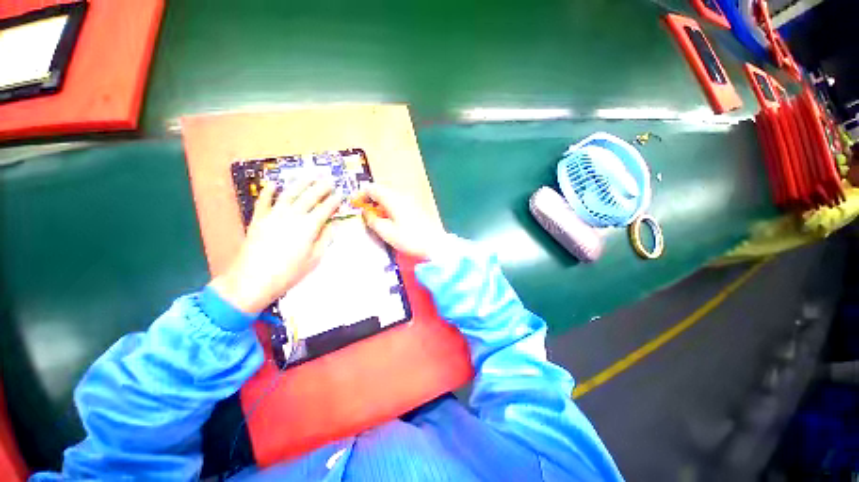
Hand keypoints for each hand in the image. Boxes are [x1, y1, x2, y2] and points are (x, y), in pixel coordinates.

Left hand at [210, 178, 341, 313]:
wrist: (253, 280)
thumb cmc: (289, 273)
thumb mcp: (314, 259)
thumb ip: (325, 239)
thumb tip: (332, 225)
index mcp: (309, 227)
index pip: (325, 208)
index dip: (334, 200)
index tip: (340, 194)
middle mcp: (293, 216)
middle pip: (310, 197)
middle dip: (321, 187)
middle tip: (329, 180)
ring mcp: (273, 215)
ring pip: (289, 194)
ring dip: (301, 183)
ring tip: (309, 176)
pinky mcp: (258, 218)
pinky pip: (264, 201)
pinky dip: (268, 191)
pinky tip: (274, 184)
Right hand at [358, 185, 446, 259]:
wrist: (435, 244)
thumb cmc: (409, 239)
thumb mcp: (386, 232)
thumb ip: (372, 220)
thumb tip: (365, 212)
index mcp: (392, 199)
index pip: (372, 188)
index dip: (360, 194)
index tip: (354, 205)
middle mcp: (401, 195)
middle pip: (381, 190)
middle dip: (370, 199)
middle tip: (363, 212)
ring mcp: (410, 200)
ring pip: (389, 196)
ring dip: (379, 203)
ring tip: (375, 217)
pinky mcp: (415, 207)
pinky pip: (397, 201)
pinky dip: (388, 207)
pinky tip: (389, 219)